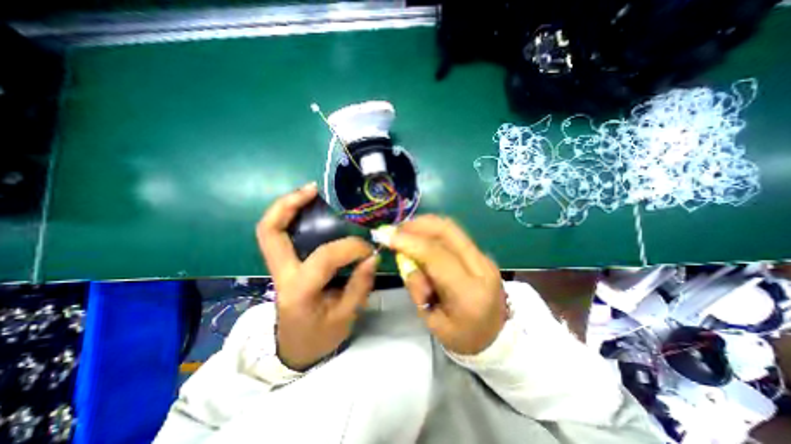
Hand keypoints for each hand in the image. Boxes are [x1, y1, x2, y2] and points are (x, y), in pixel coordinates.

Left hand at [255, 183, 373, 369]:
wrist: (295, 351)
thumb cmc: (320, 338)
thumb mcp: (345, 318)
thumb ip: (360, 285)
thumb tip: (372, 257)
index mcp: (299, 292)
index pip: (325, 257)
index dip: (351, 248)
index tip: (368, 249)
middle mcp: (282, 275)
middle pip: (270, 232)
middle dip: (288, 205)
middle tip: (313, 189)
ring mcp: (280, 268)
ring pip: (271, 230)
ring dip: (288, 207)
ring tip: (311, 193)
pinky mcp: (286, 265)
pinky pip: (283, 235)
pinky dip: (293, 218)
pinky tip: (312, 210)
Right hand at [389, 215, 505, 353]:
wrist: (499, 338)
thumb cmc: (462, 337)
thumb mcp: (432, 322)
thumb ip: (417, 287)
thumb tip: (406, 258)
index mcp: (468, 292)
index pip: (436, 256)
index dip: (409, 242)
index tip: (386, 236)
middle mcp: (480, 267)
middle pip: (447, 231)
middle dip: (417, 225)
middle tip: (396, 229)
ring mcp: (484, 257)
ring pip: (451, 228)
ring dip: (425, 225)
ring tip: (406, 231)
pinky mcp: (481, 254)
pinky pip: (454, 234)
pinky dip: (433, 231)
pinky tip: (421, 237)